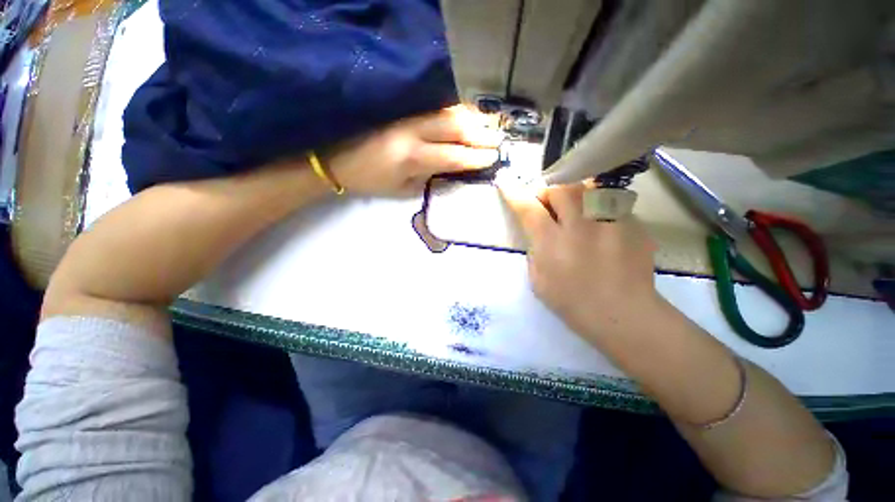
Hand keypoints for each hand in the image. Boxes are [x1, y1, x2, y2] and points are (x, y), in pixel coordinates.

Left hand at [326, 105, 500, 196]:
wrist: (336, 159)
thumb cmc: (371, 181)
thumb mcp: (403, 190)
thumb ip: (431, 178)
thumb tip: (455, 169)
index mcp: (411, 158)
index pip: (453, 155)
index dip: (476, 157)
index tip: (494, 157)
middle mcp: (411, 131)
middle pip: (454, 126)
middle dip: (480, 133)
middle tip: (498, 139)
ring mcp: (406, 115)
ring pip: (447, 111)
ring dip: (472, 118)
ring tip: (489, 127)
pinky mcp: (401, 108)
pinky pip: (436, 107)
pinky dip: (456, 111)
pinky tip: (467, 117)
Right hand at [499, 180, 660, 340]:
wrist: (625, 316)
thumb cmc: (572, 303)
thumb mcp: (538, 280)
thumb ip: (535, 250)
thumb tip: (538, 230)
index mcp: (552, 244)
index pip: (528, 208)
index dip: (514, 192)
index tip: (505, 179)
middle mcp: (581, 227)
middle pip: (561, 188)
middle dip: (550, 191)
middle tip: (549, 205)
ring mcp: (611, 223)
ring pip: (589, 188)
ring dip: (575, 195)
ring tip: (576, 212)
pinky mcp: (634, 225)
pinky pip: (611, 204)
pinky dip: (600, 211)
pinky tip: (603, 230)